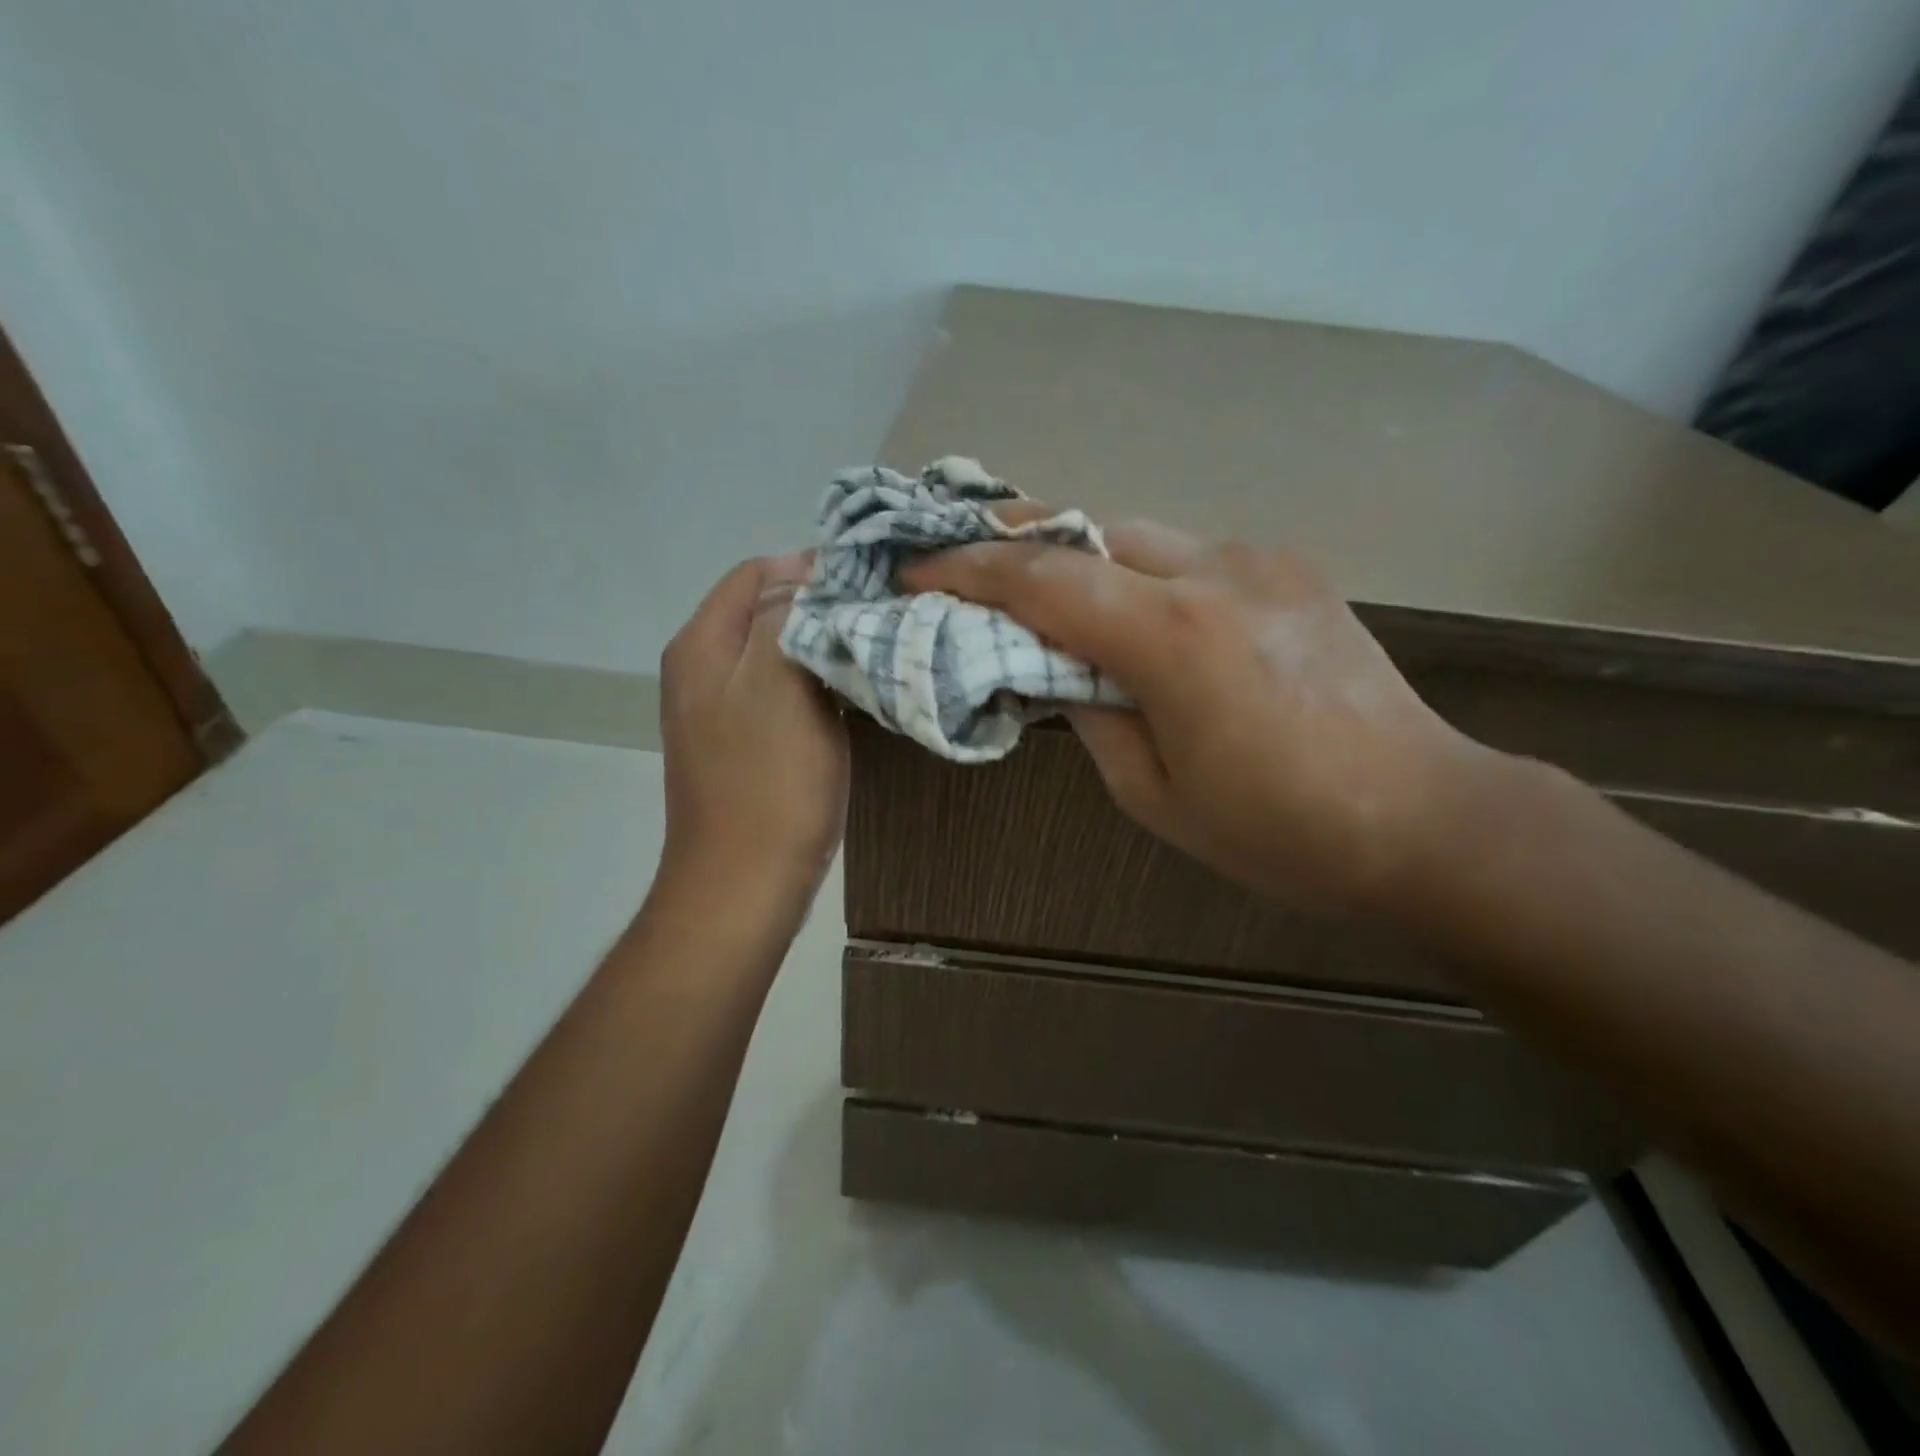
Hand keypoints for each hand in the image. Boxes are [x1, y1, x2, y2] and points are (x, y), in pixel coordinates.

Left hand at [658, 554, 848, 909]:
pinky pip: (781, 694)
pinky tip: (851, 697)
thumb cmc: (769, 783)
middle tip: (879, 620)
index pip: (757, 573)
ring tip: (874, 653)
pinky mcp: (742, 745)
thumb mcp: (779, 684)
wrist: (744, 884)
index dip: (813, 570)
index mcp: (702, 644)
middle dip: (821, 608)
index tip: (869, 586)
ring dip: (823, 648)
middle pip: (766, 612)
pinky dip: (816, 686)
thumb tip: (805, 575)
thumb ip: (787, 617)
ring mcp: (719, 710)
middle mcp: (701, 669)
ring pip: (777, 654)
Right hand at [902, 519, 1482, 910]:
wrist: (1426, 817)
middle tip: (965, 565)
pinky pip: (1186, 554)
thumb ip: (1091, 715)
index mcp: (1173, 637)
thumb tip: (1060, 669)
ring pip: (1138, 534)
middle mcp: (1215, 572)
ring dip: (1078, 556)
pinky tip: (1130, 608)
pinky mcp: (1290, 568)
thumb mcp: (1155, 795)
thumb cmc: (1280, 830)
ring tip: (1039, 589)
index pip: (1044, 579)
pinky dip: (1136, 570)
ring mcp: (1261, 560)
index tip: (917, 571)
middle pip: (1088, 532)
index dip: (969, 570)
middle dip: (1017, 542)